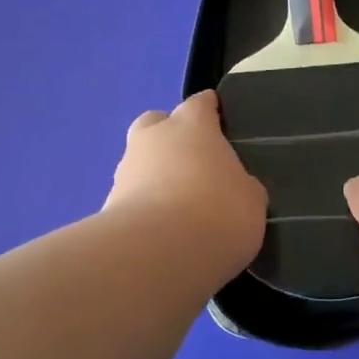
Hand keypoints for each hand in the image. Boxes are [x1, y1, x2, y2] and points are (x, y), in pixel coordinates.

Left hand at [105, 91, 266, 274]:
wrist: (157, 254)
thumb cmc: (217, 212)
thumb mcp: (251, 200)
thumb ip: (241, 186)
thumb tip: (233, 188)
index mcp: (192, 125)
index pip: (200, 103)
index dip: (210, 111)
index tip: (220, 123)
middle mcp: (154, 138)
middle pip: (157, 123)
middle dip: (170, 136)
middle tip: (191, 163)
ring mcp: (125, 171)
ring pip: (139, 161)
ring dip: (153, 176)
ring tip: (177, 208)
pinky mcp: (107, 207)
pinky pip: (130, 199)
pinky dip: (143, 209)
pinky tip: (161, 233)